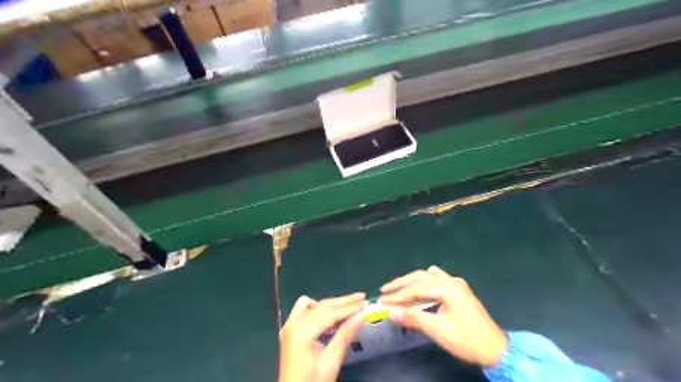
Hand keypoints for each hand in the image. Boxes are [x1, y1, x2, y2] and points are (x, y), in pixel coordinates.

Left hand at [279, 293, 369, 381]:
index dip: (350, 307)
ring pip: (312, 304)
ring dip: (330, 303)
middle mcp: (292, 324)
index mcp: (301, 332)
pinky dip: (318, 309)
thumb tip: (361, 315)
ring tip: (348, 306)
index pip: (330, 312)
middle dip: (343, 301)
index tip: (366, 302)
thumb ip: (345, 335)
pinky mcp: (289, 331)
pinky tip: (330, 317)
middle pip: (321, 305)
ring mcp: (288, 326)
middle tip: (362, 298)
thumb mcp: (331, 362)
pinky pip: (304, 310)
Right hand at [381, 266, 507, 366]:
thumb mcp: (438, 330)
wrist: (496, 350)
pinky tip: (419, 290)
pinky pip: (436, 279)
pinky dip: (423, 283)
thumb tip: (391, 313)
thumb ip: (413, 318)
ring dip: (411, 281)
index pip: (416, 288)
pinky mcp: (459, 290)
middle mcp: (451, 280)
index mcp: (447, 288)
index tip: (381, 301)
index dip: (397, 295)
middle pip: (420, 277)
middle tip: (384, 291)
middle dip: (401, 284)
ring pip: (428, 276)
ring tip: (398, 289)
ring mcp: (456, 283)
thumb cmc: (466, 340)